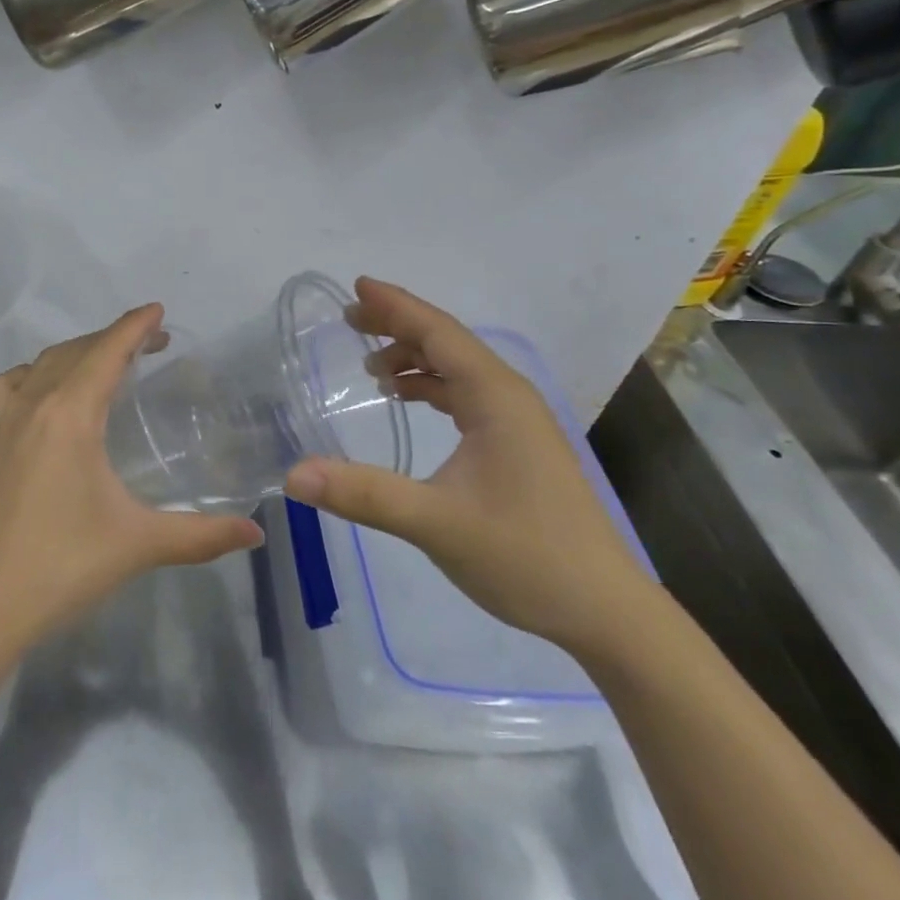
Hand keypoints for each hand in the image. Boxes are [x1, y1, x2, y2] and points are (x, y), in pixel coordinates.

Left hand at [0, 305, 262, 652]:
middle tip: (153, 346)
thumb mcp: (139, 544)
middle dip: (115, 338)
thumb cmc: (62, 565)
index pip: (107, 351)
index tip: (160, 311)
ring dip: (77, 351)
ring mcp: (8, 422)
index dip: (135, 326)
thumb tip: (256, 534)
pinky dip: (33, 374)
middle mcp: (36, 404)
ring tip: (108, 364)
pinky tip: (48, 395)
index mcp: (71, 413)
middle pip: (77, 350)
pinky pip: (10, 387)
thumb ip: (202, 535)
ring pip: (43, 363)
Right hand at [283, 278, 654, 656]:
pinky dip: (432, 387)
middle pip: (448, 342)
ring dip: (415, 357)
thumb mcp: (436, 523)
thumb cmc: (526, 557)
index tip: (357, 286)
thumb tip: (293, 475)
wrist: (606, 613)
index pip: (439, 333)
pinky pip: (467, 395)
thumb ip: (364, 494)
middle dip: (399, 326)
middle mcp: (509, 397)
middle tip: (351, 320)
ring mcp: (517, 422)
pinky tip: (408, 399)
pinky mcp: (518, 446)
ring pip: (459, 369)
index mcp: (495, 397)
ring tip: (370, 365)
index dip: (396, 306)